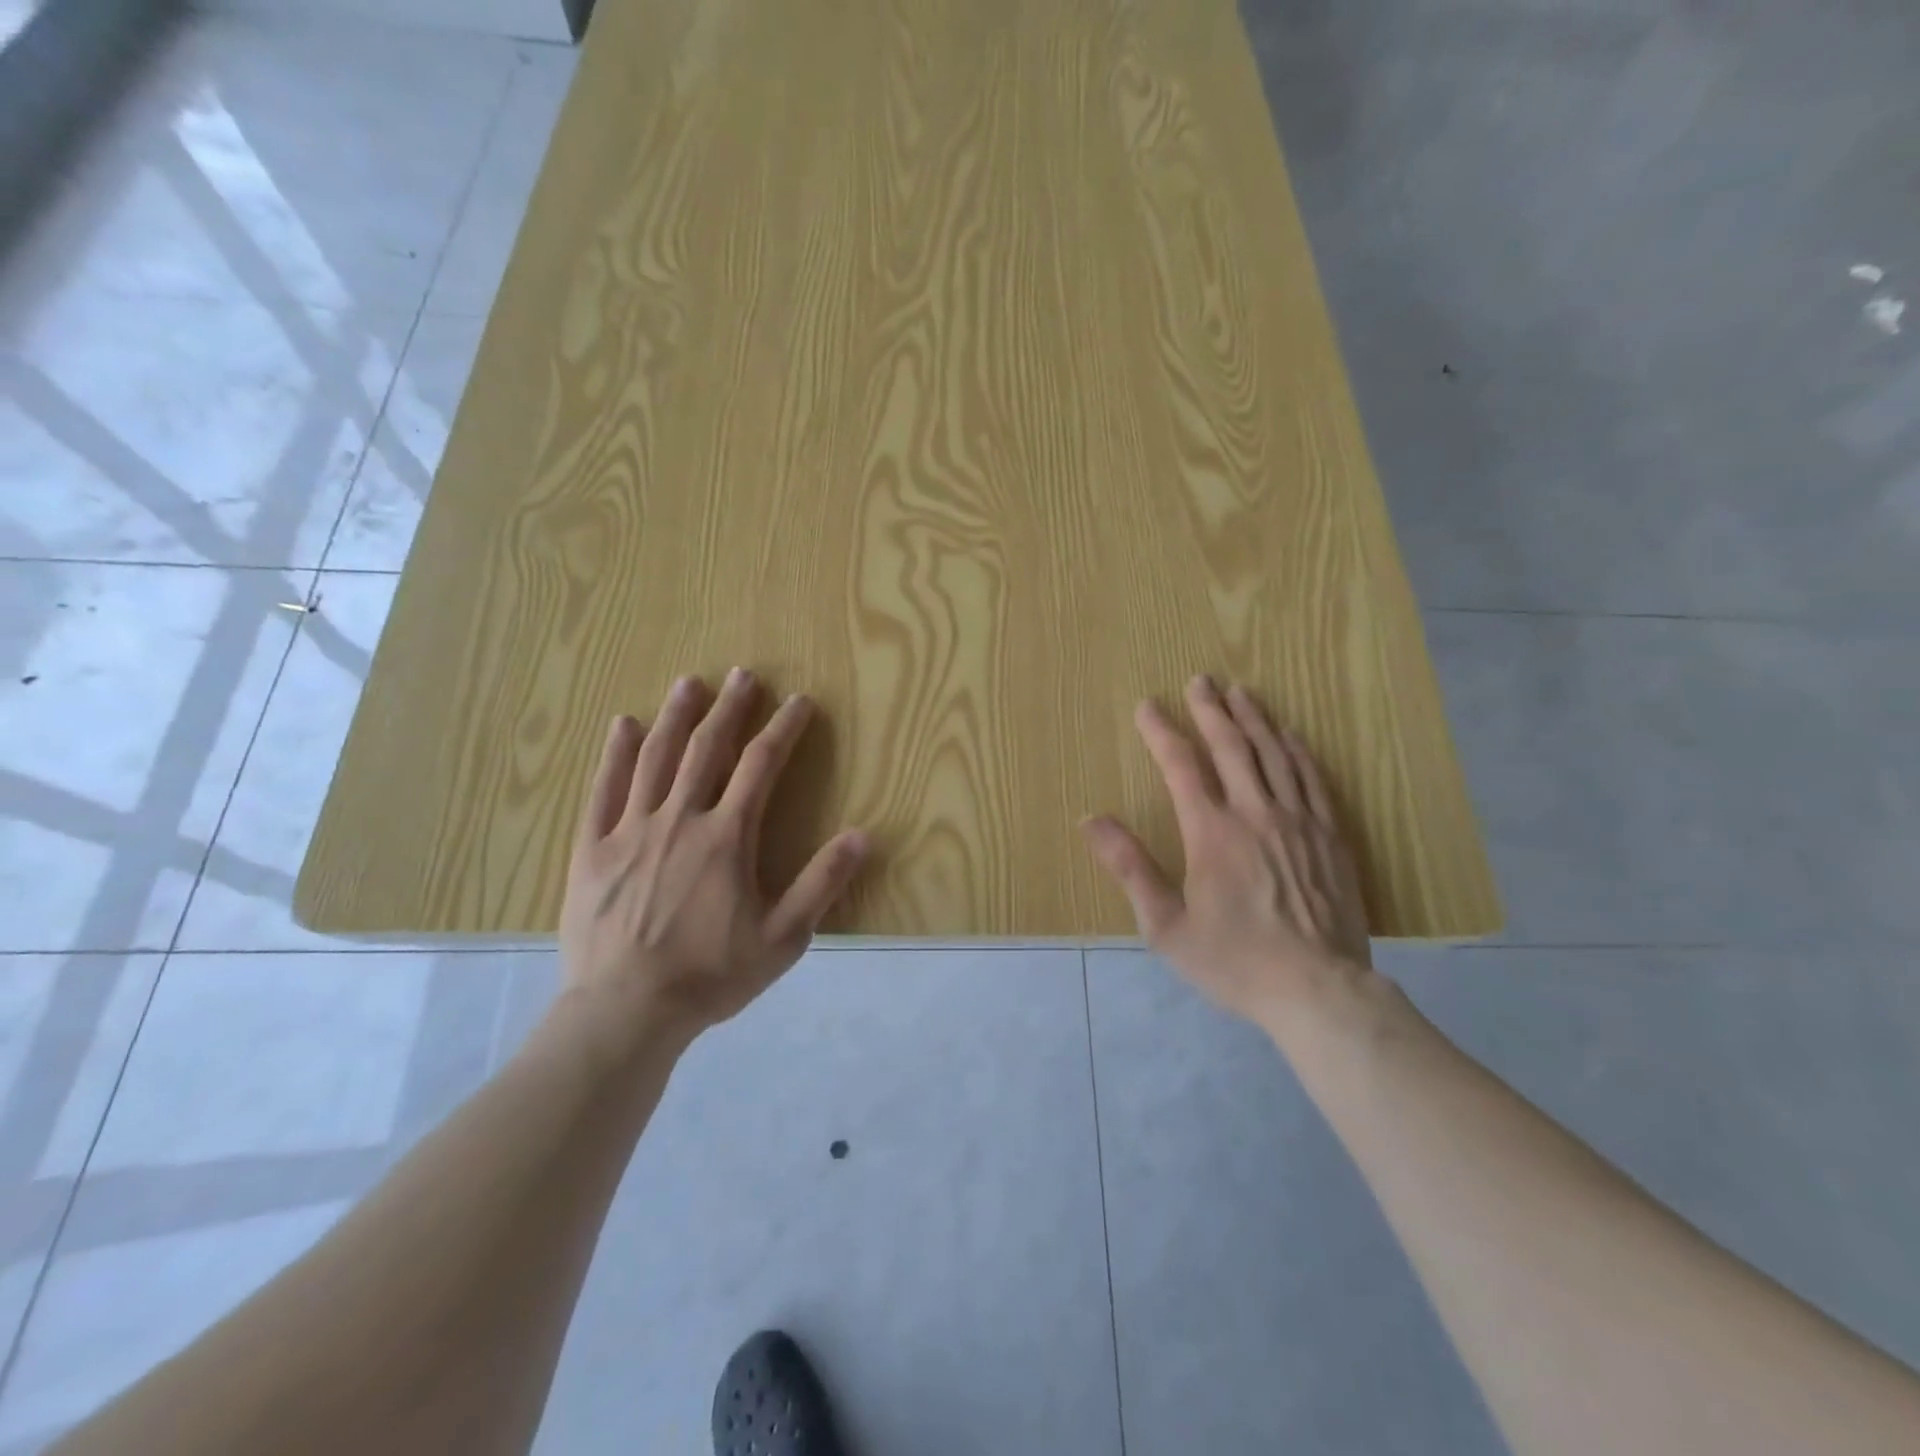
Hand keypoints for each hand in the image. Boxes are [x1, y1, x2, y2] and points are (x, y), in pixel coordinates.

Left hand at [558, 668, 867, 1047]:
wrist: (624, 1011)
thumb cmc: (710, 975)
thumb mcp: (783, 938)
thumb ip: (821, 883)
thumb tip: (862, 835)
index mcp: (726, 836)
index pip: (761, 765)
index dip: (783, 728)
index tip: (798, 701)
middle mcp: (679, 818)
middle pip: (707, 748)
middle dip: (730, 708)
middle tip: (744, 675)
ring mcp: (631, 830)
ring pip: (655, 758)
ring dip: (676, 716)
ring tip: (690, 683)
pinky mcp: (592, 848)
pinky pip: (603, 789)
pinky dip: (614, 754)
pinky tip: (622, 726)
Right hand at [1083, 676, 1371, 1027]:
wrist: (1319, 990)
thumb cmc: (1234, 960)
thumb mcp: (1165, 926)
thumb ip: (1130, 867)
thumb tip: (1091, 821)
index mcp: (1211, 833)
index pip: (1181, 766)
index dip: (1162, 732)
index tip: (1147, 705)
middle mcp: (1255, 813)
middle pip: (1231, 747)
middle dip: (1211, 709)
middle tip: (1200, 679)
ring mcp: (1298, 821)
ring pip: (1274, 754)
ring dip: (1254, 719)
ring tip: (1240, 692)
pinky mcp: (1330, 836)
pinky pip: (1312, 778)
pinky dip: (1297, 750)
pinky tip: (1289, 735)